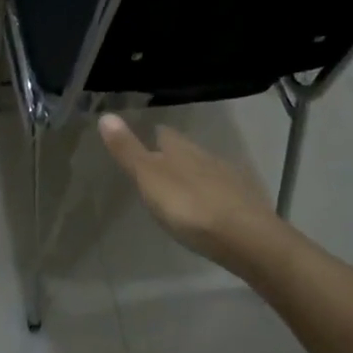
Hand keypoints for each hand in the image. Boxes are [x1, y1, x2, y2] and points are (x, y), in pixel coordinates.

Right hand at [98, 114, 281, 271]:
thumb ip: (128, 151)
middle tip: (160, 166)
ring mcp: (230, 179)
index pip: (164, 134)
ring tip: (182, 189)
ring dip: (195, 176)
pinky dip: (214, 195)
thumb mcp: (149, 179)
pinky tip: (210, 208)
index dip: (154, 135)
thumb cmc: (189, 207)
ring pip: (207, 169)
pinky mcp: (246, 202)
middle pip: (187, 150)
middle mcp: (207, 157)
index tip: (146, 138)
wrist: (245, 237)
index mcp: (181, 151)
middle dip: (175, 155)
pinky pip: (225, 191)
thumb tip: (106, 115)